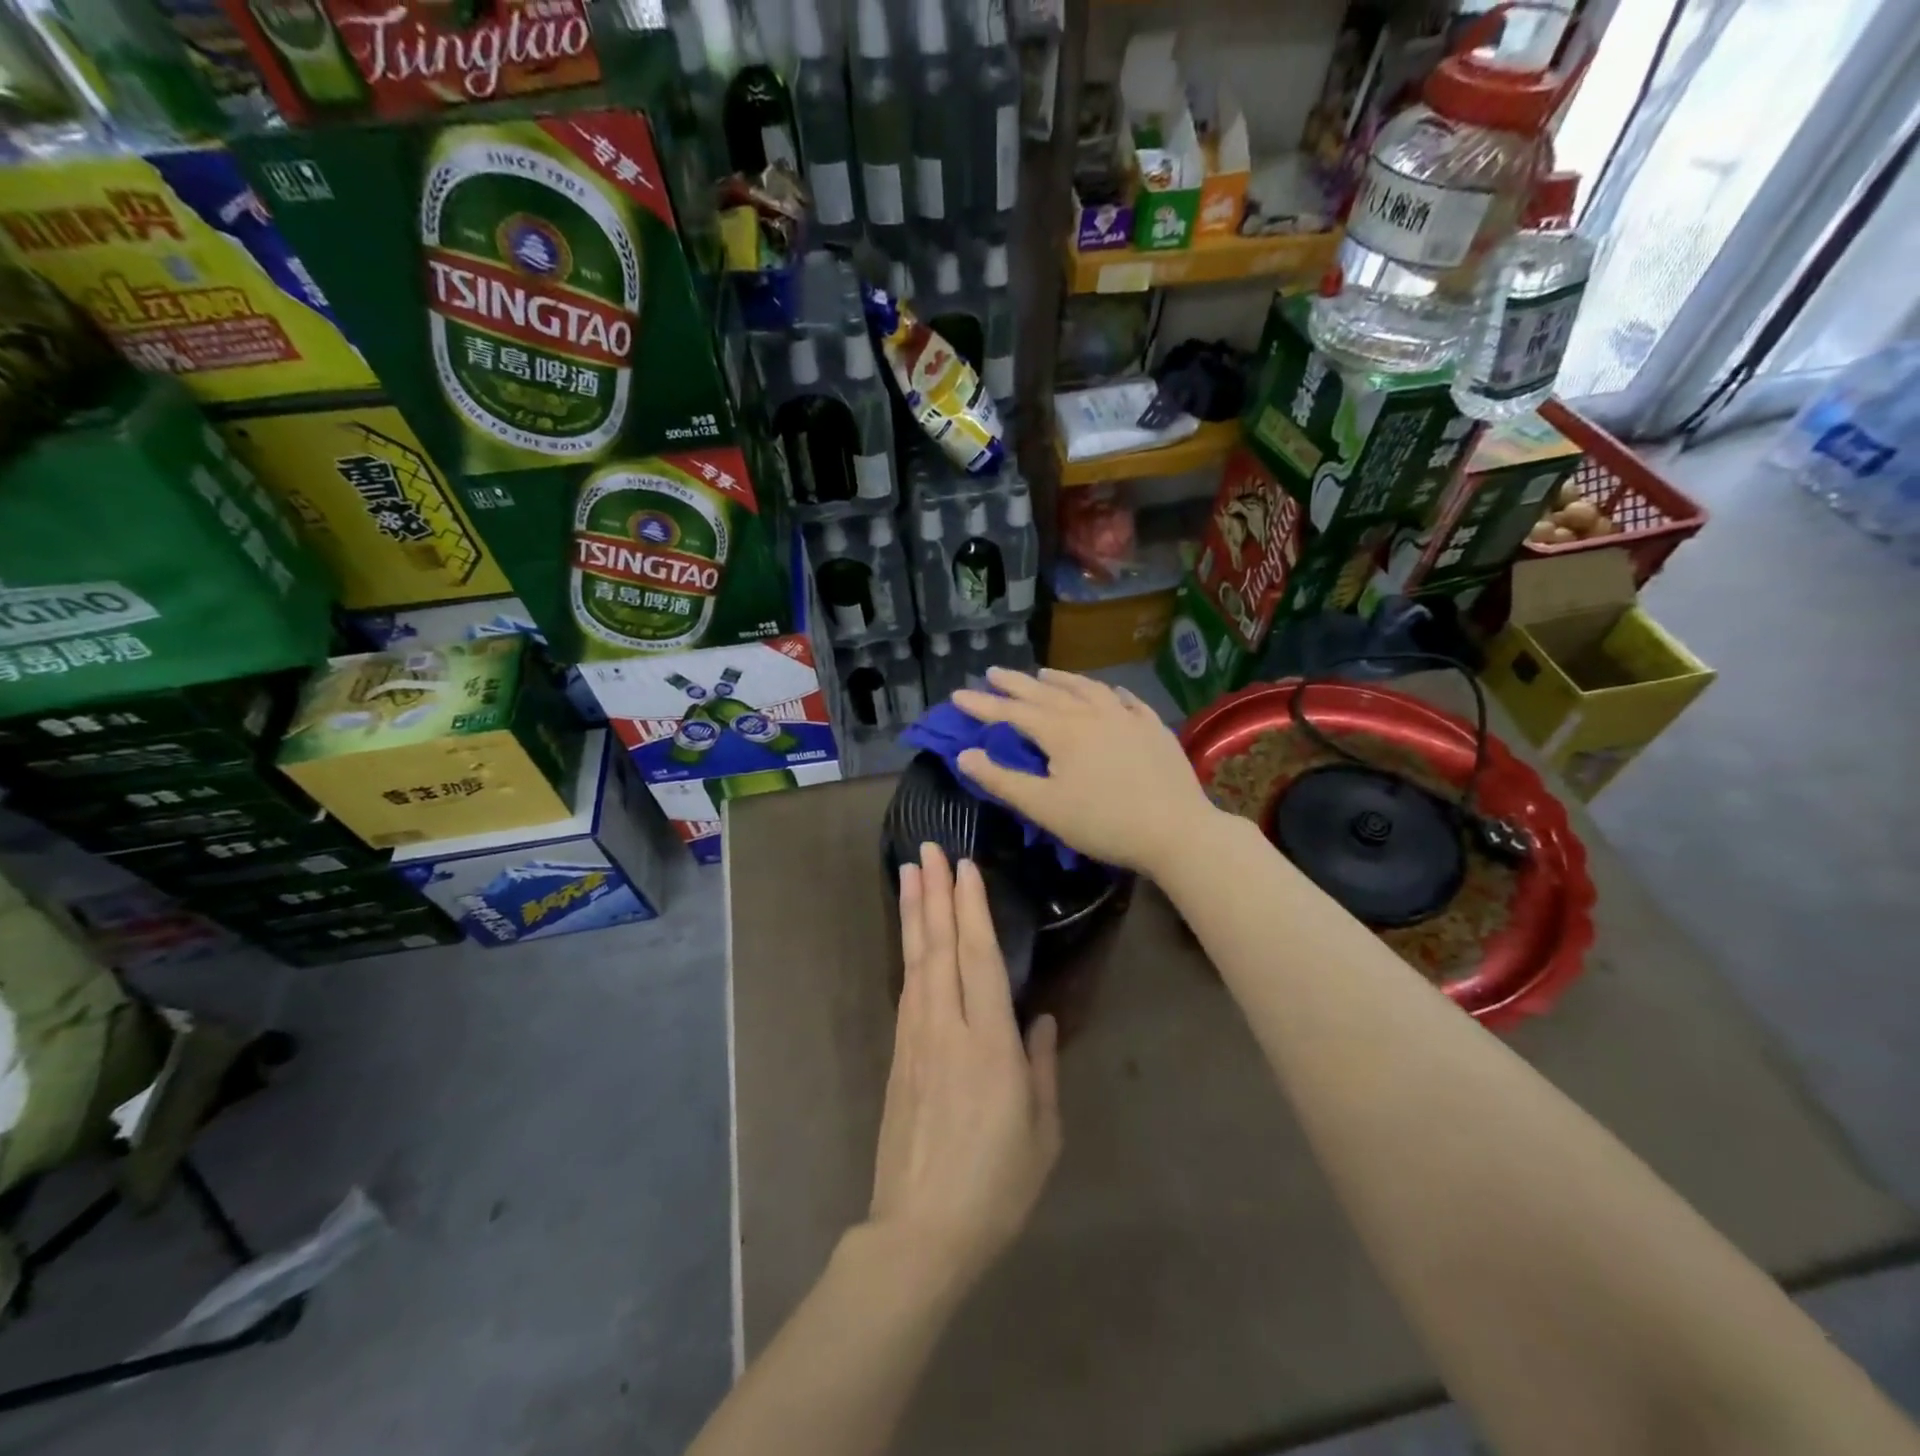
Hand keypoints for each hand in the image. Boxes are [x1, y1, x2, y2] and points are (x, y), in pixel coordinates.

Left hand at [871, 844, 1060, 1285]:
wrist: (919, 1231)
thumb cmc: (996, 1187)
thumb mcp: (1042, 1133)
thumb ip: (1042, 1068)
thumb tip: (1042, 1020)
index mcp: (989, 1045)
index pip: (979, 959)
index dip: (971, 909)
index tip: (966, 868)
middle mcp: (948, 1028)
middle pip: (940, 947)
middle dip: (934, 893)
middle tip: (929, 848)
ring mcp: (917, 1038)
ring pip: (916, 960)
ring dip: (914, 912)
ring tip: (912, 872)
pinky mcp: (899, 1054)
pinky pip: (907, 988)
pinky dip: (908, 951)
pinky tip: (911, 934)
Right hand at [952, 668, 1219, 878]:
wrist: (1176, 830)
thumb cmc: (1103, 823)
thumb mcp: (1044, 807)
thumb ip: (1002, 780)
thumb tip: (965, 755)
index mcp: (1061, 731)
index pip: (1012, 713)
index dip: (982, 705)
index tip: (957, 695)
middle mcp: (1091, 714)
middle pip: (1046, 693)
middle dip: (1016, 684)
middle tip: (993, 672)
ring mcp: (1126, 717)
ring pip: (1087, 689)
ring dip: (1061, 680)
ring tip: (1043, 673)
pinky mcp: (1153, 728)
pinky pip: (1126, 701)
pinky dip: (1108, 692)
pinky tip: (1108, 691)